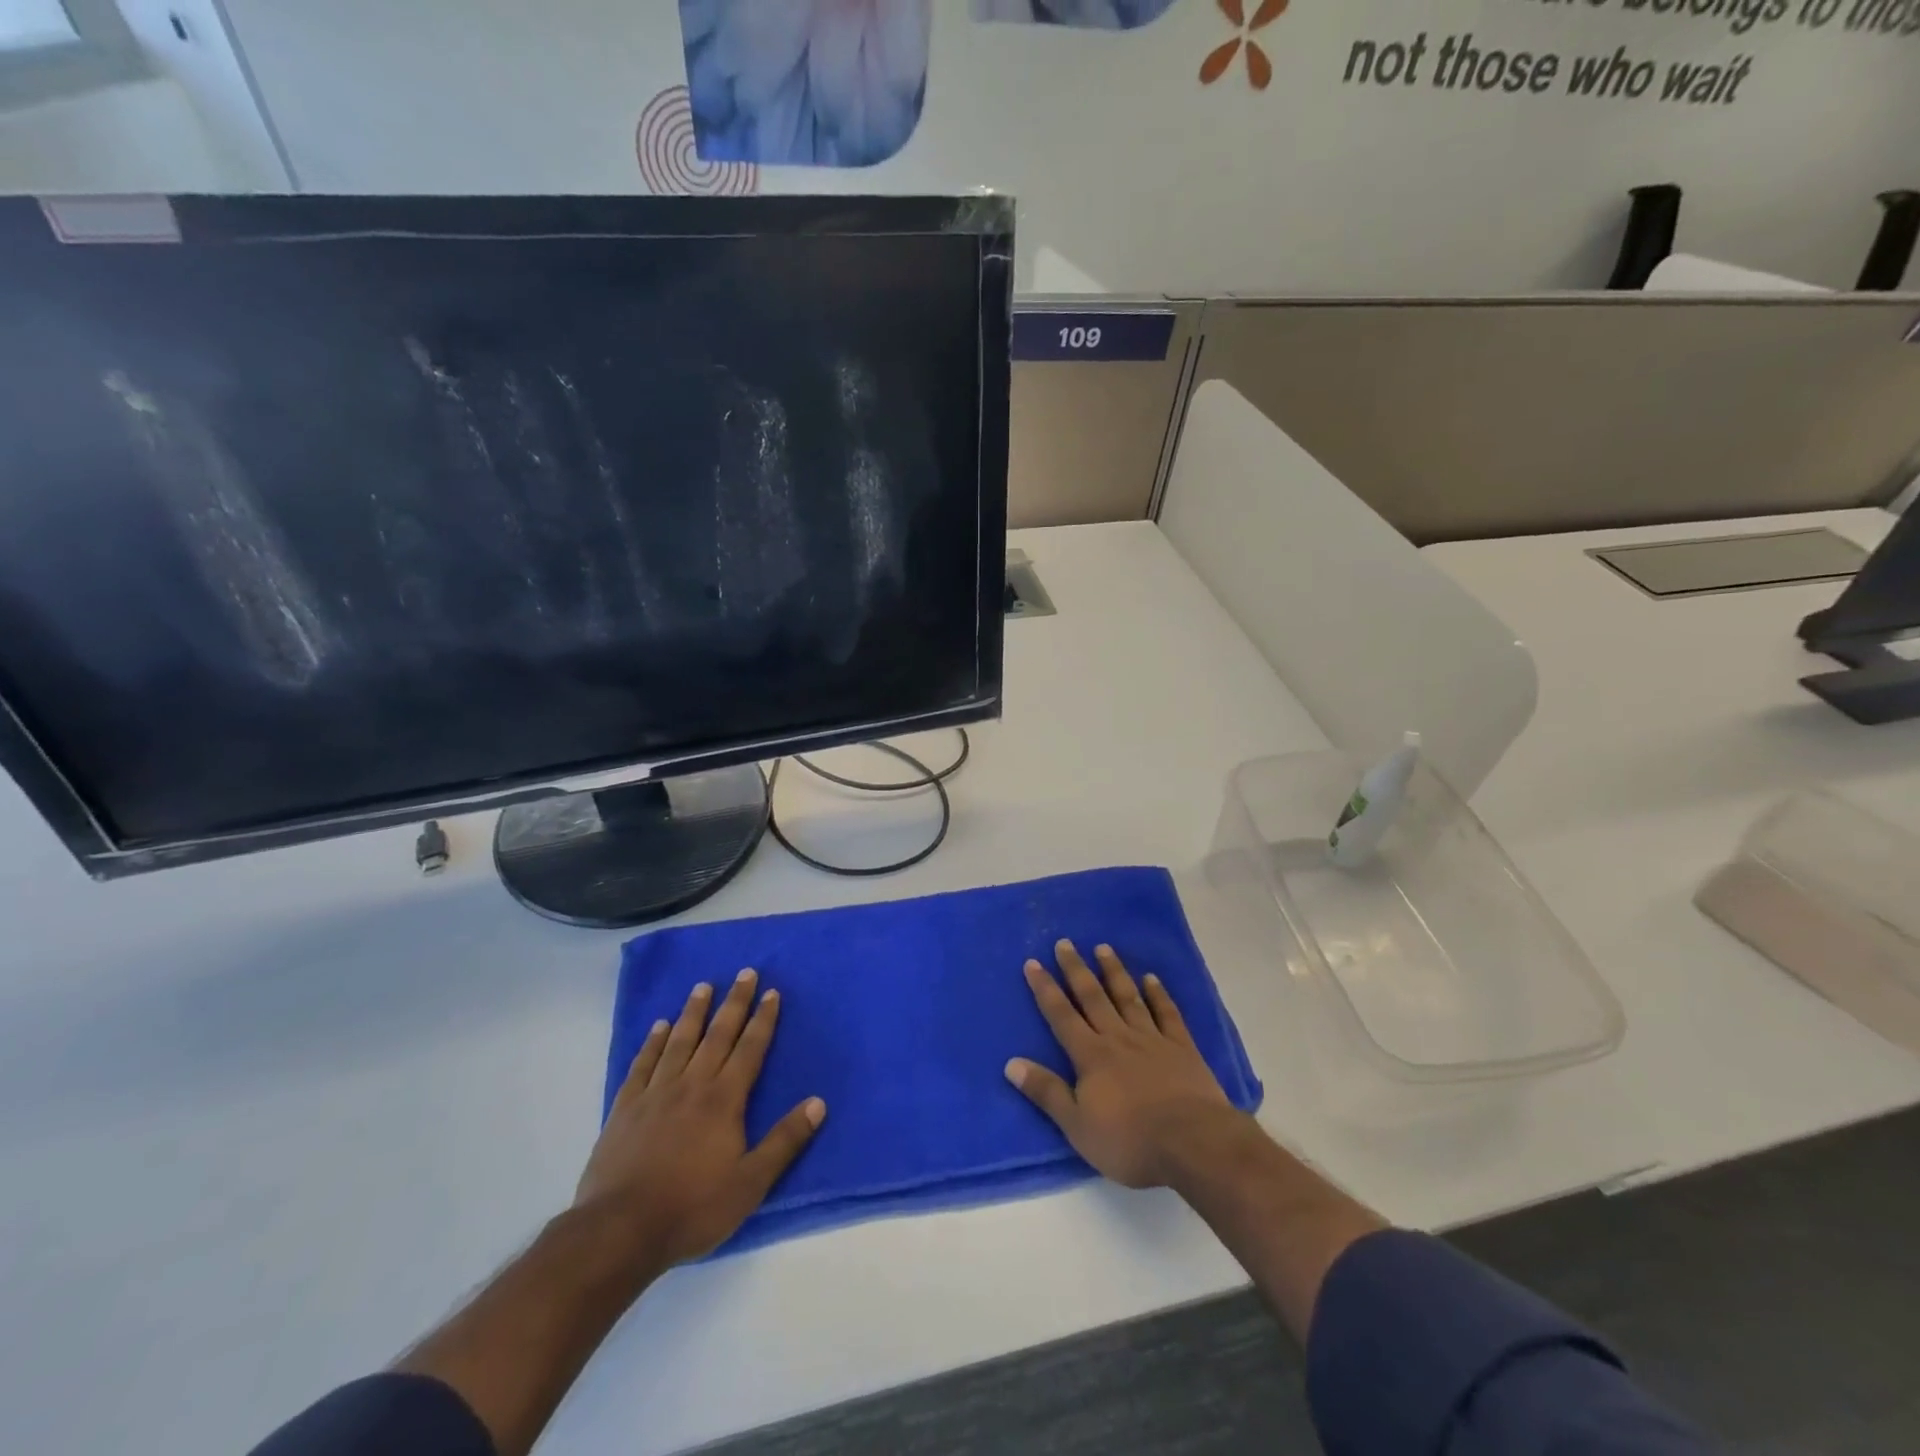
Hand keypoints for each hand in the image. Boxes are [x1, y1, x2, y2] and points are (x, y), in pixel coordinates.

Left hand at [576, 969, 825, 1268]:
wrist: (619, 1231)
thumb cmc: (692, 1208)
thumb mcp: (750, 1184)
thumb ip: (784, 1141)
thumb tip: (818, 1103)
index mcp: (724, 1100)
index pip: (750, 1049)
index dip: (763, 1019)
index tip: (771, 992)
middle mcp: (692, 1085)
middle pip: (718, 1035)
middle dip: (734, 1002)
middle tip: (745, 972)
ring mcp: (655, 1093)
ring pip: (680, 1041)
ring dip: (694, 1012)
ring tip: (703, 986)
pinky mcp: (625, 1108)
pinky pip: (643, 1064)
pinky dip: (653, 1042)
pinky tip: (659, 1027)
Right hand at [1005, 940, 1250, 1188]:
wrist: (1192, 1143)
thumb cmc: (1129, 1141)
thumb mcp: (1077, 1126)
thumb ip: (1046, 1092)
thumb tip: (1011, 1063)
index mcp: (1091, 1056)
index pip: (1062, 1016)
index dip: (1045, 989)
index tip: (1033, 962)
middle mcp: (1118, 1038)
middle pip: (1093, 997)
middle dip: (1076, 969)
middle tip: (1065, 943)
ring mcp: (1152, 1039)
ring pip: (1128, 997)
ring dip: (1114, 972)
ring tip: (1103, 948)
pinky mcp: (1182, 1048)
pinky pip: (1167, 1014)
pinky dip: (1158, 994)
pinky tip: (1151, 978)